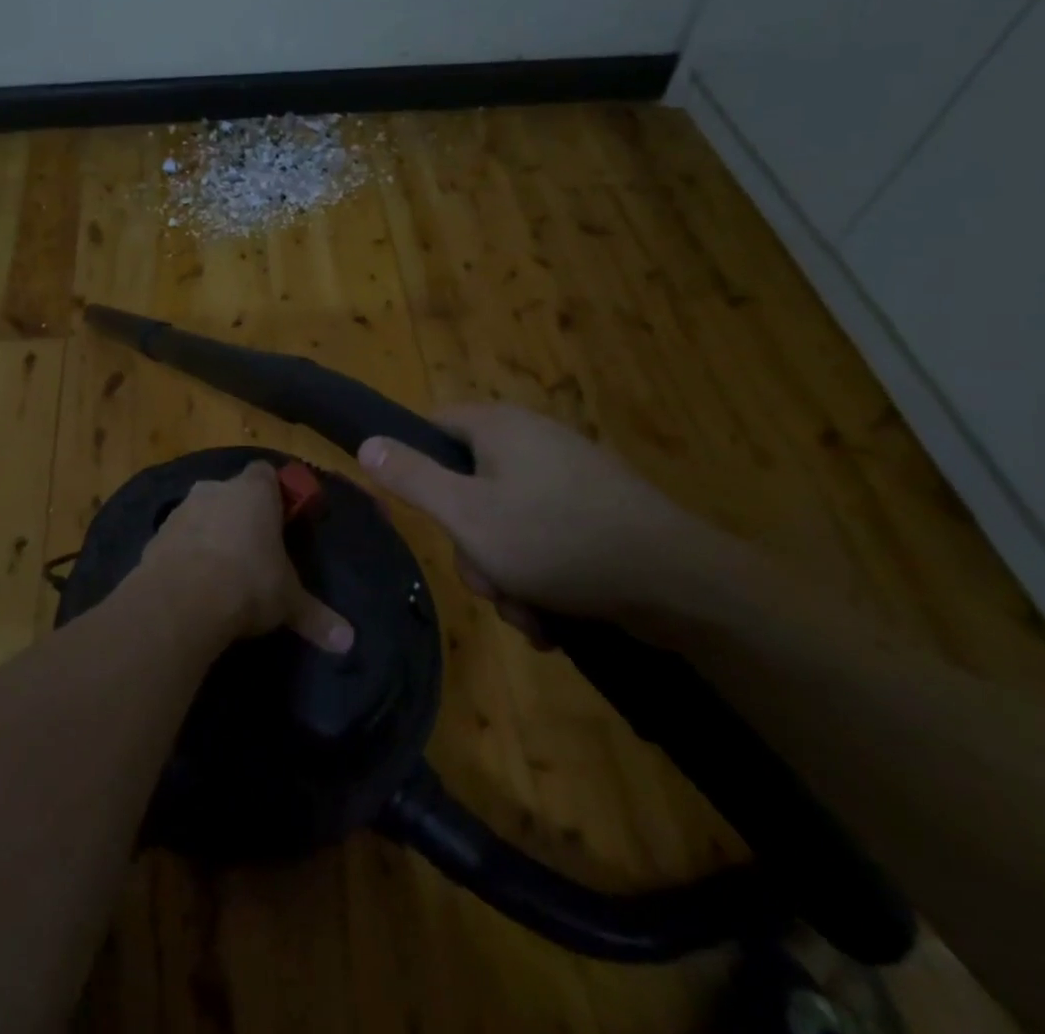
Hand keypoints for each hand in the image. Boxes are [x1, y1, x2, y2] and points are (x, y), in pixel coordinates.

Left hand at [135, 461, 354, 653]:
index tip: (283, 520)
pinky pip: (179, 538)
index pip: (266, 473)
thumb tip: (348, 641)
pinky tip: (194, 584)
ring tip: (223, 572)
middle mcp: (216, 489)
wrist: (180, 601)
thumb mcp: (288, 602)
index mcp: (254, 491)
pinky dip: (186, 553)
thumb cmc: (247, 583)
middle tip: (255, 550)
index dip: (275, 493)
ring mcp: (182, 509)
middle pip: (233, 493)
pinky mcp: (156, 535)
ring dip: (211, 533)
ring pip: (202, 513)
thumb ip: (316, 616)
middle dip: (242, 515)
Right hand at [357, 404, 733, 635]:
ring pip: (506, 522)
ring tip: (528, 613)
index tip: (418, 511)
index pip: (433, 425)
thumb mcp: (466, 513)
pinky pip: (545, 539)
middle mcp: (532, 440)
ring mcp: (568, 477)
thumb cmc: (556, 539)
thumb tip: (366, 443)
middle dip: (470, 544)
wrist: (678, 582)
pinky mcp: (596, 512)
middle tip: (486, 580)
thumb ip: (411, 477)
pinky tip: (553, 619)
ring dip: (505, 573)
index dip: (414, 463)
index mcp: (499, 426)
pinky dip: (540, 578)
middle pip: (468, 485)